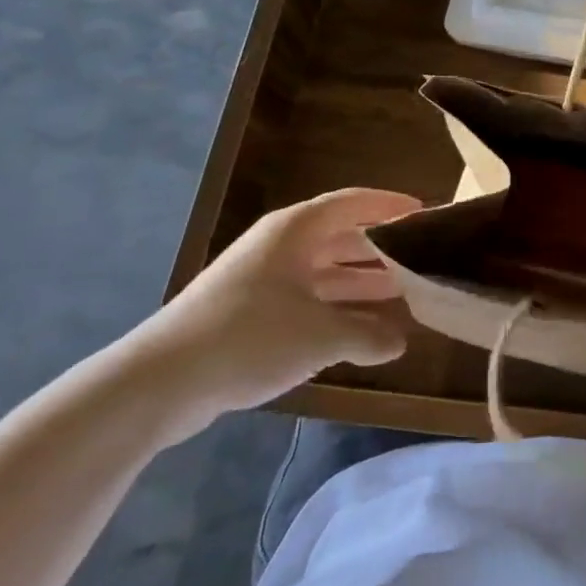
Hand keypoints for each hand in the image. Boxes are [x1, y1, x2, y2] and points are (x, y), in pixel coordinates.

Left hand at [130, 188, 421, 433]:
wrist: (160, 382)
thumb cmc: (250, 337)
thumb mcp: (321, 336)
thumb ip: (369, 336)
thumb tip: (400, 341)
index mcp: (296, 231)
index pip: (352, 203)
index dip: (389, 205)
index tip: (424, 213)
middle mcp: (280, 247)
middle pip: (341, 238)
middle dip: (381, 251)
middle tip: (421, 262)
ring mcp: (262, 281)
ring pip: (325, 273)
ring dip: (361, 284)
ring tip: (402, 297)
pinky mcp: (249, 314)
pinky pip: (307, 301)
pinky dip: (336, 311)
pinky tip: (361, 331)